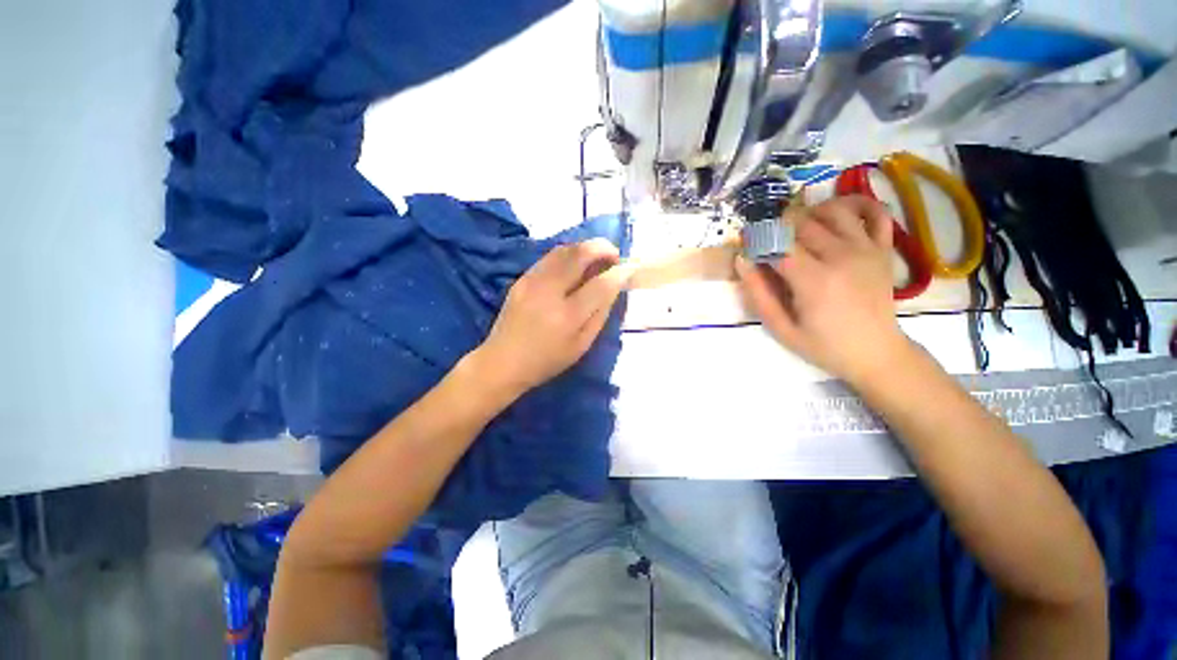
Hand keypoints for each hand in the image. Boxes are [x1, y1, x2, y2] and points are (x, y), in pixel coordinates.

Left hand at [473, 239, 630, 396]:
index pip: (600, 285)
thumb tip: (613, 287)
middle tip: (614, 256)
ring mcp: (532, 281)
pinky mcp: (522, 278)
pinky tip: (575, 264)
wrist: (502, 361)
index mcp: (567, 316)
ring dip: (585, 248)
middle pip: (579, 254)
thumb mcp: (581, 345)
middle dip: (602, 248)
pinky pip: (549, 257)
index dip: (619, 273)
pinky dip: (568, 254)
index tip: (628, 269)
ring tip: (596, 258)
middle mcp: (549, 292)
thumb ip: (600, 315)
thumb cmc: (547, 360)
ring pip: (563, 249)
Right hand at [736, 195, 913, 386]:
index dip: (756, 241)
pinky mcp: (882, 249)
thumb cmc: (823, 345)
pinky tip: (838, 213)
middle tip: (769, 242)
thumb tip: (742, 261)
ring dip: (809, 213)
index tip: (747, 247)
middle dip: (777, 227)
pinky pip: (875, 212)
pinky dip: (857, 204)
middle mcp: (841, 256)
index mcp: (814, 280)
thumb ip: (759, 294)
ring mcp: (866, 249)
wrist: (876, 353)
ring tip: (797, 229)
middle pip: (801, 223)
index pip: (776, 244)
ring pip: (833, 210)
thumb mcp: (781, 328)